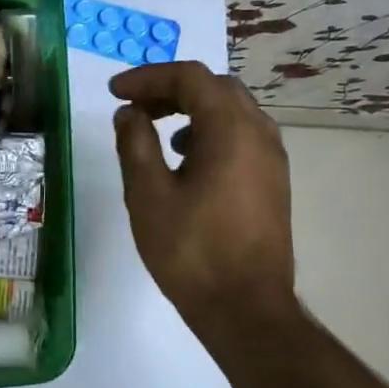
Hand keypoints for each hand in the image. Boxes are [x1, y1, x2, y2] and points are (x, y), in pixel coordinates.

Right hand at [111, 61, 299, 346]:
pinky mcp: (272, 183)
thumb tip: (129, 113)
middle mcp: (259, 134)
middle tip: (134, 106)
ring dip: (191, 109)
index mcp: (231, 130)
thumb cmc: (192, 250)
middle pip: (215, 88)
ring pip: (231, 111)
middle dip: (170, 89)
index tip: (115, 93)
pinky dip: (209, 131)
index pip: (190, 77)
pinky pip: (241, 136)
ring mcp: (272, 160)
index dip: (148, 77)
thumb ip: (135, 143)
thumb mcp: (148, 193)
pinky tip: (185, 161)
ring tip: (155, 131)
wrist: (246, 311)